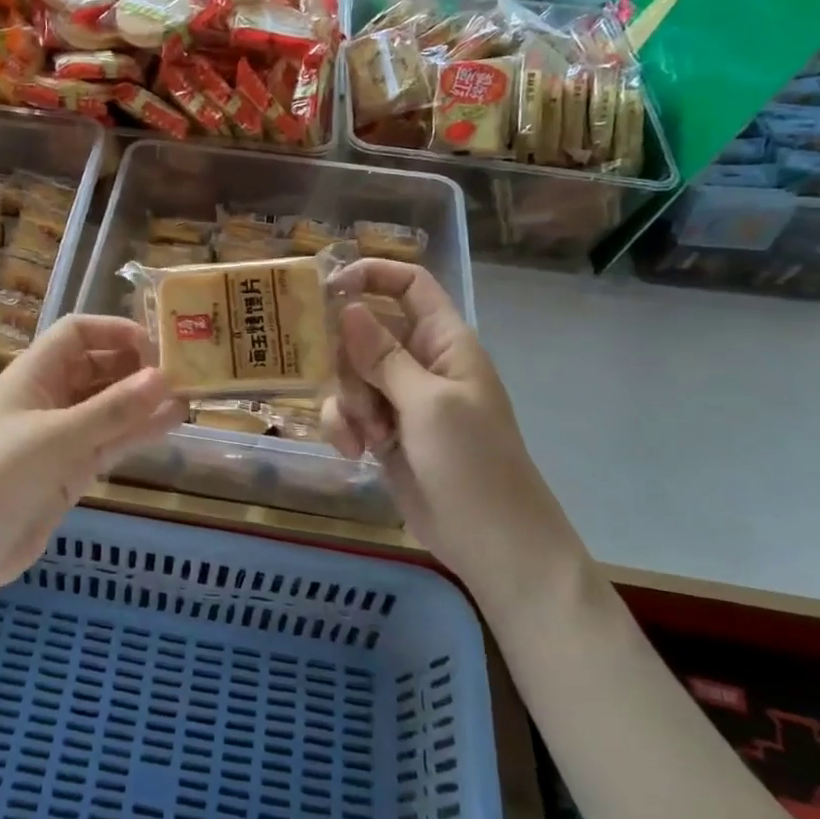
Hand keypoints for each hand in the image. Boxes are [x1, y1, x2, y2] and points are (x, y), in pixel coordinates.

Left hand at [0, 315, 185, 601]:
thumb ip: (112, 410)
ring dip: (144, 400)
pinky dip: (138, 431)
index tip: (157, 345)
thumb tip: (164, 376)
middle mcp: (49, 398)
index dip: (115, 331)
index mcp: (34, 374)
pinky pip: (111, 441)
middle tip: (185, 370)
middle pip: (98, 367)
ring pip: (110, 407)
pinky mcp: (71, 471)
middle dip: (137, 366)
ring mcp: (62, 436)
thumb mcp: (56, 438)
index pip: (77, 333)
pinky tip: (172, 423)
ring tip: (190, 394)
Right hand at [320, 260, 579, 598]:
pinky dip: (346, 428)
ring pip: (349, 375)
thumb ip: (383, 356)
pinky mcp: (384, 432)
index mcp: (444, 342)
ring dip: (348, 403)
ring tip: (366, 436)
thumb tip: (347, 307)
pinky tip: (356, 453)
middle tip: (350, 389)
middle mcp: (419, 362)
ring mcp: (400, 399)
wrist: (492, 543)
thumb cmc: (473, 464)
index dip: (372, 275)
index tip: (327, 287)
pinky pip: (349, 412)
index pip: (409, 285)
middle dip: (347, 360)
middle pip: (364, 332)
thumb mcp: (428, 404)